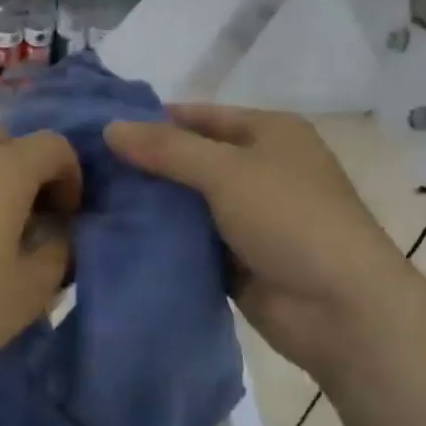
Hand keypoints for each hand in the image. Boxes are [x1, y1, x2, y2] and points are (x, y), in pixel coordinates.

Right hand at [105, 106, 403, 372]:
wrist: (340, 309)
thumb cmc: (291, 219)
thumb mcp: (227, 171)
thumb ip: (167, 149)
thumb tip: (110, 128)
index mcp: (268, 134)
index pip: (199, 116)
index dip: (152, 120)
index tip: (99, 131)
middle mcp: (258, 170)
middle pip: (190, 159)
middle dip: (144, 165)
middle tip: (85, 170)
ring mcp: (247, 217)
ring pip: (186, 204)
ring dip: (150, 205)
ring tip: (91, 202)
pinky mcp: (236, 259)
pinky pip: (190, 241)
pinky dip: (162, 241)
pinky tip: (118, 238)